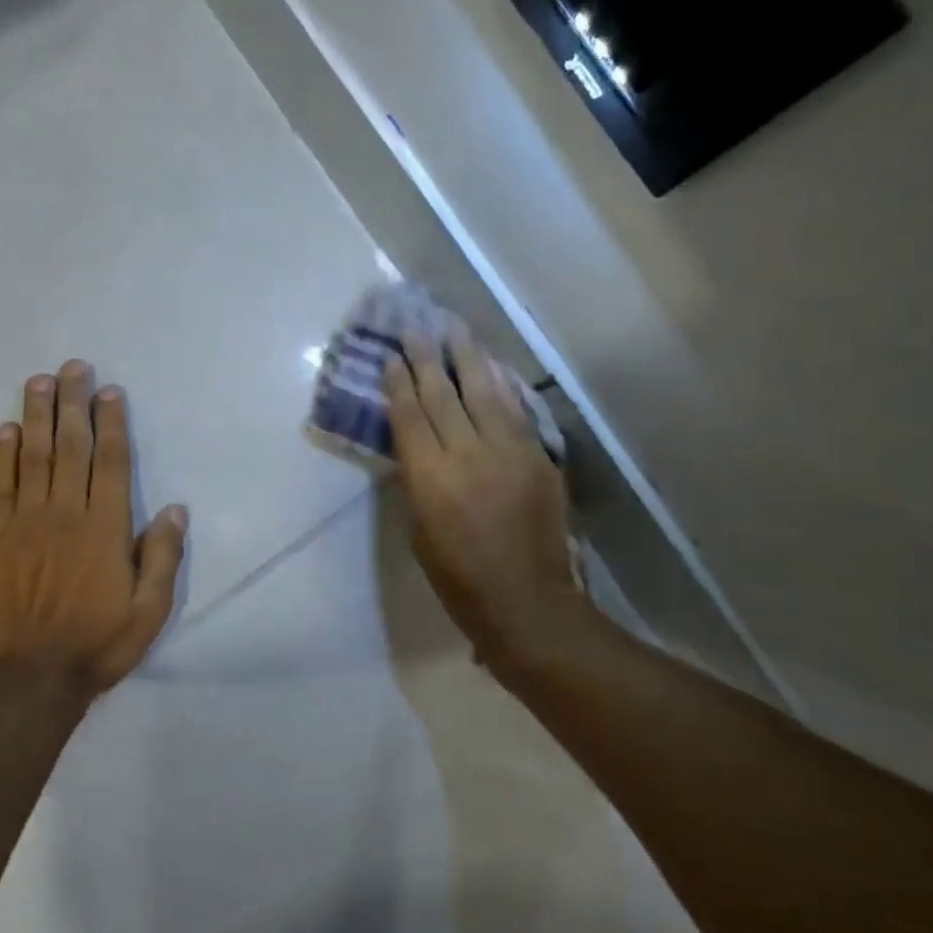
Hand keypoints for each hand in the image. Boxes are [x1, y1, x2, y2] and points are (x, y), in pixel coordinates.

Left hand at [0, 360, 186, 696]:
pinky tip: (5, 429)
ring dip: (37, 416)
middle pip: (70, 447)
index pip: (110, 462)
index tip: (110, 392)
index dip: (111, 423)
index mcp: (105, 528)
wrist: (29, 679)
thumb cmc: (97, 644)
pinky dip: (2, 455)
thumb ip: (161, 557)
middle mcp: (66, 514)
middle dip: (73, 404)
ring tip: (39, 381)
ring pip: (33, 457)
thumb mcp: (149, 611)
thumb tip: (175, 509)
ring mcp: (26, 523)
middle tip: (74, 367)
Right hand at [384, 331, 584, 673]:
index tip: (393, 356)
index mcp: (431, 478)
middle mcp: (468, 455)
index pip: (410, 416)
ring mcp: (509, 453)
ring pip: (485, 393)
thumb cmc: (459, 580)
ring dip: (468, 358)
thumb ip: (418, 484)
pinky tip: (492, 368)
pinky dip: (501, 386)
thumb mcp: (420, 533)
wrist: (528, 603)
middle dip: (427, 359)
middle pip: (443, 395)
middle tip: (417, 328)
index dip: (399, 383)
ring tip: (456, 330)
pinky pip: (516, 412)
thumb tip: (418, 450)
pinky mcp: (539, 458)